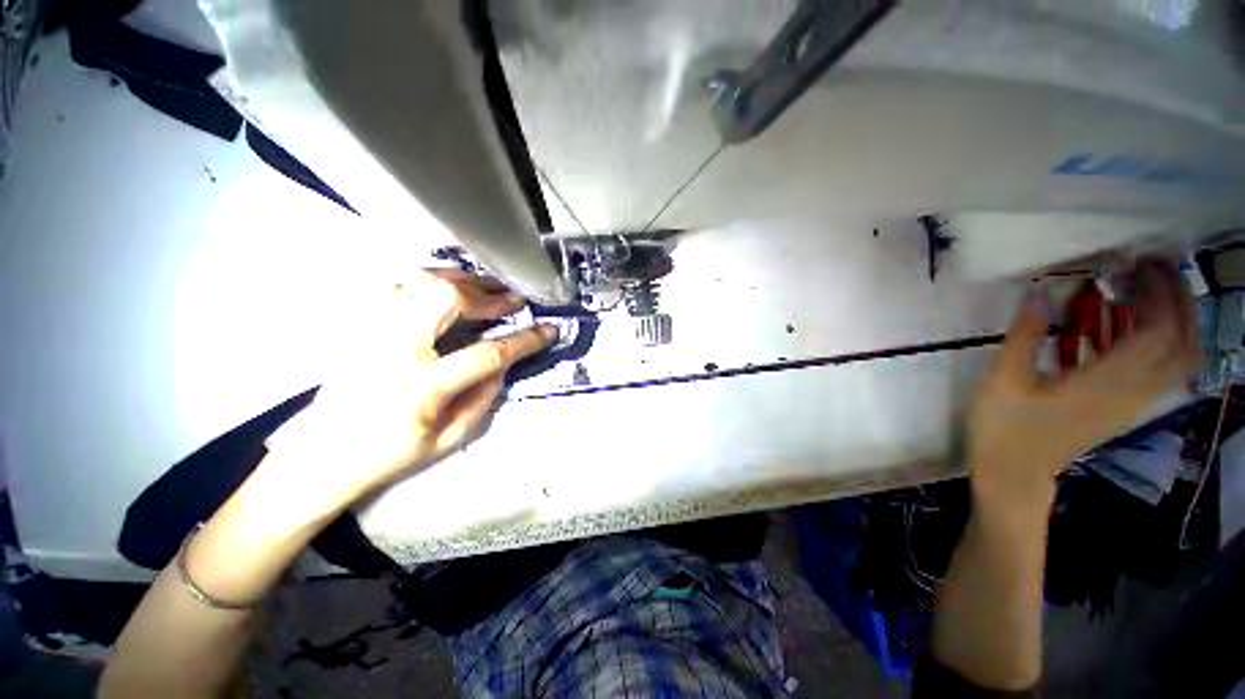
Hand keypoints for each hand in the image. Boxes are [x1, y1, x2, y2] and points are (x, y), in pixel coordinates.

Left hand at [265, 270, 555, 511]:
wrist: (320, 456)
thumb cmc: (389, 455)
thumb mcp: (449, 438)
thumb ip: (484, 396)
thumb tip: (506, 362)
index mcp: (422, 386)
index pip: (486, 353)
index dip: (524, 340)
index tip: (548, 330)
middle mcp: (394, 349)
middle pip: (446, 299)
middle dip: (488, 296)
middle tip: (514, 299)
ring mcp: (372, 331)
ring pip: (421, 284)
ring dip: (464, 282)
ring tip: (490, 287)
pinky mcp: (362, 326)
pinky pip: (403, 290)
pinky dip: (435, 284)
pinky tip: (454, 290)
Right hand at [968, 258, 1199, 508]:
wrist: (1015, 472)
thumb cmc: (1005, 427)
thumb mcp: (1002, 380)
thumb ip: (1023, 336)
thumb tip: (1037, 293)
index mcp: (1106, 384)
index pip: (1159, 333)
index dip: (1158, 293)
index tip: (1136, 263)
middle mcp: (1133, 392)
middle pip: (1183, 343)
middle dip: (1178, 300)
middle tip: (1150, 270)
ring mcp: (1134, 402)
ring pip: (1182, 358)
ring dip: (1177, 319)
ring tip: (1147, 291)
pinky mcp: (1127, 406)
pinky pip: (1166, 369)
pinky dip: (1165, 340)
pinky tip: (1136, 326)